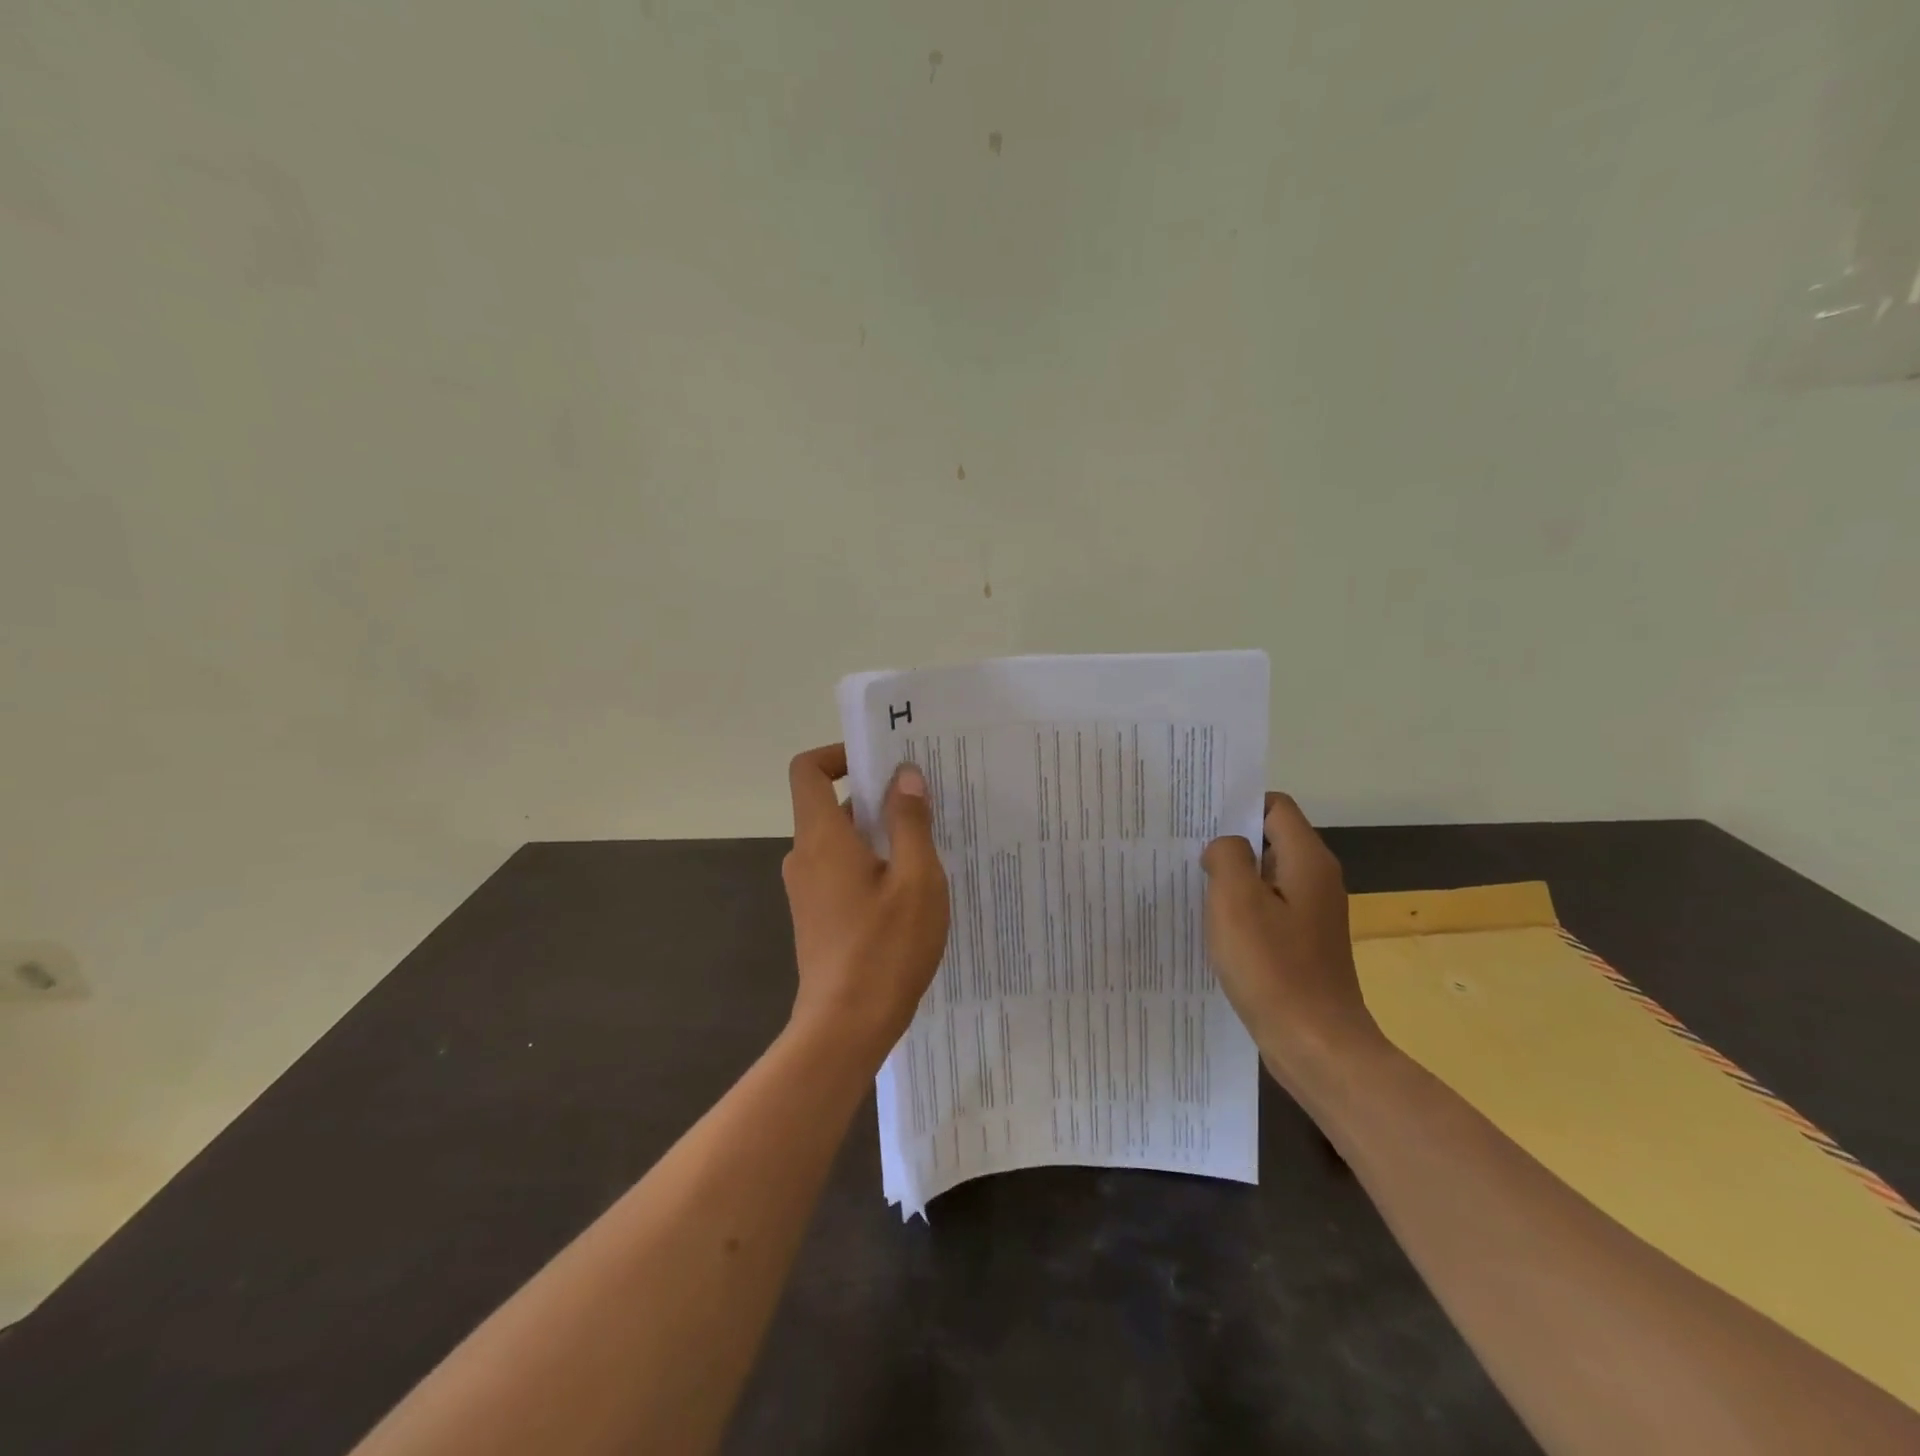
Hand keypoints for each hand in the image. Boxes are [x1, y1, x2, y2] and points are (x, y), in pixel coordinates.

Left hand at [781, 745, 949, 1064]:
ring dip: (879, 833)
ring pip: (841, 841)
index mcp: (822, 838)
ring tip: (929, 842)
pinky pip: (842, 871)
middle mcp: (805, 857)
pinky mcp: (817, 916)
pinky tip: (911, 887)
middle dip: (876, 795)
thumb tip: (905, 775)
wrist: (845, 1028)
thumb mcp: (915, 878)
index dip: (839, 754)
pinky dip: (871, 864)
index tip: (882, 760)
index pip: (809, 771)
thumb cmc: (885, 947)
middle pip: (831, 804)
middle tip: (926, 798)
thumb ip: (910, 821)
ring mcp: (808, 890)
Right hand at [1201, 793, 1384, 1088]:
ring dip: (1231, 877)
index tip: (1197, 816)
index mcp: (1307, 861)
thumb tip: (1224, 848)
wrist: (1316, 1045)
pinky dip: (1240, 908)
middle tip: (1182, 847)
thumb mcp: (1236, 902)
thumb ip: (1226, 857)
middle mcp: (1316, 880)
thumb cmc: (1273, 968)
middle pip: (1269, 839)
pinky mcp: (1302, 943)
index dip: (1236, 804)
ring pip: (1265, 876)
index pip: (1274, 806)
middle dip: (1228, 840)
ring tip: (1189, 883)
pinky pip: (1267, 908)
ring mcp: (1311, 914)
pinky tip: (1212, 924)